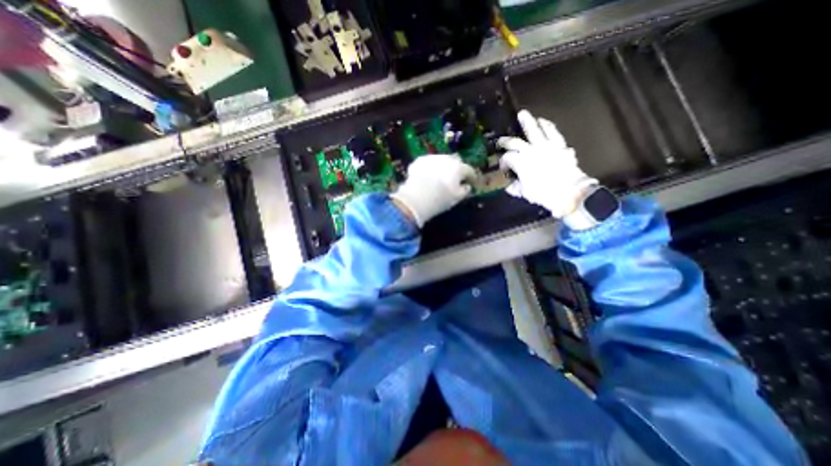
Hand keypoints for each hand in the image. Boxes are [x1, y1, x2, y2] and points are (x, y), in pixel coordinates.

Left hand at [394, 155, 477, 227]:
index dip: (472, 177)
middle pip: (455, 161)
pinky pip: (428, 163)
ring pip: (441, 160)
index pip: (469, 170)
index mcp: (458, 168)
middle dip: (457, 169)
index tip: (471, 183)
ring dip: (443, 167)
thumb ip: (465, 191)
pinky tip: (427, 177)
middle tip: (455, 179)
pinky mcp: (418, 161)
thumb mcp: (457, 198)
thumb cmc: (440, 199)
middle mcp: (446, 159)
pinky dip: (430, 168)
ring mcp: (431, 158)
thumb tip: (466, 186)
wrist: (416, 198)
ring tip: (439, 177)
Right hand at [499, 110, 596, 218]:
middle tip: (501, 140)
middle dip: (506, 141)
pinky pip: (553, 132)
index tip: (503, 169)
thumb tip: (509, 187)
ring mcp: (546, 146)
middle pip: (515, 142)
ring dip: (528, 122)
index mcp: (520, 162)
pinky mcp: (559, 145)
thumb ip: (516, 188)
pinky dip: (548, 126)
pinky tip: (544, 122)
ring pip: (535, 130)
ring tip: (523, 115)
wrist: (569, 190)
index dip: (503, 163)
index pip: (507, 158)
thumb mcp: (525, 193)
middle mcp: (530, 151)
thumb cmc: (543, 193)